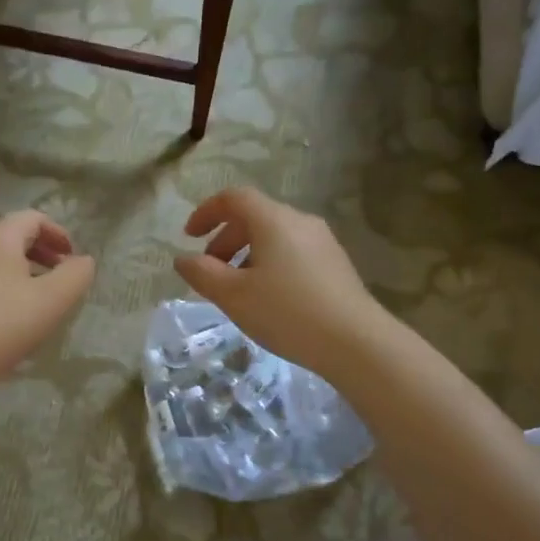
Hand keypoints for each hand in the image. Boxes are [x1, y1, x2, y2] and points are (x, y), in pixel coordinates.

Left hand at [0, 211, 96, 388]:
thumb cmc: (6, 323)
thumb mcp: (54, 299)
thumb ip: (76, 274)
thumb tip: (83, 261)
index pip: (33, 218)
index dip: (59, 233)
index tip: (72, 258)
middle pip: (13, 234)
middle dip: (41, 250)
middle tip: (60, 273)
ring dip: (23, 267)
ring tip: (39, 294)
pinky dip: (3, 280)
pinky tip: (11, 310)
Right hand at [174, 188, 385, 374]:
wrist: (356, 342)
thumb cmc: (286, 313)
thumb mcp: (233, 296)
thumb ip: (202, 273)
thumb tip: (183, 259)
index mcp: (273, 220)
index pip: (234, 198)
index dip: (207, 212)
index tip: (188, 236)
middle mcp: (300, 221)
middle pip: (254, 217)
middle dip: (225, 240)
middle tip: (210, 272)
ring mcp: (323, 242)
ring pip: (274, 237)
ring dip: (247, 255)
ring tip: (238, 291)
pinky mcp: (336, 264)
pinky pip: (293, 253)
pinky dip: (270, 264)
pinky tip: (269, 299)